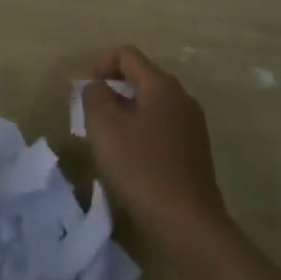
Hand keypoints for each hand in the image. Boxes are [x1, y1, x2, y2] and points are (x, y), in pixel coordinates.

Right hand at [82, 46, 228, 245]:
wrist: (189, 224)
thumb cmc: (142, 168)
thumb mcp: (105, 127)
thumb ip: (94, 96)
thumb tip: (97, 87)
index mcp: (161, 85)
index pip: (127, 55)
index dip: (101, 63)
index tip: (85, 89)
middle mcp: (181, 97)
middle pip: (141, 77)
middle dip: (113, 88)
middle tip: (92, 113)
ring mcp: (192, 124)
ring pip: (152, 103)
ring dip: (127, 111)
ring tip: (108, 137)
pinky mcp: (195, 150)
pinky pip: (162, 126)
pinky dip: (142, 130)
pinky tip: (131, 158)